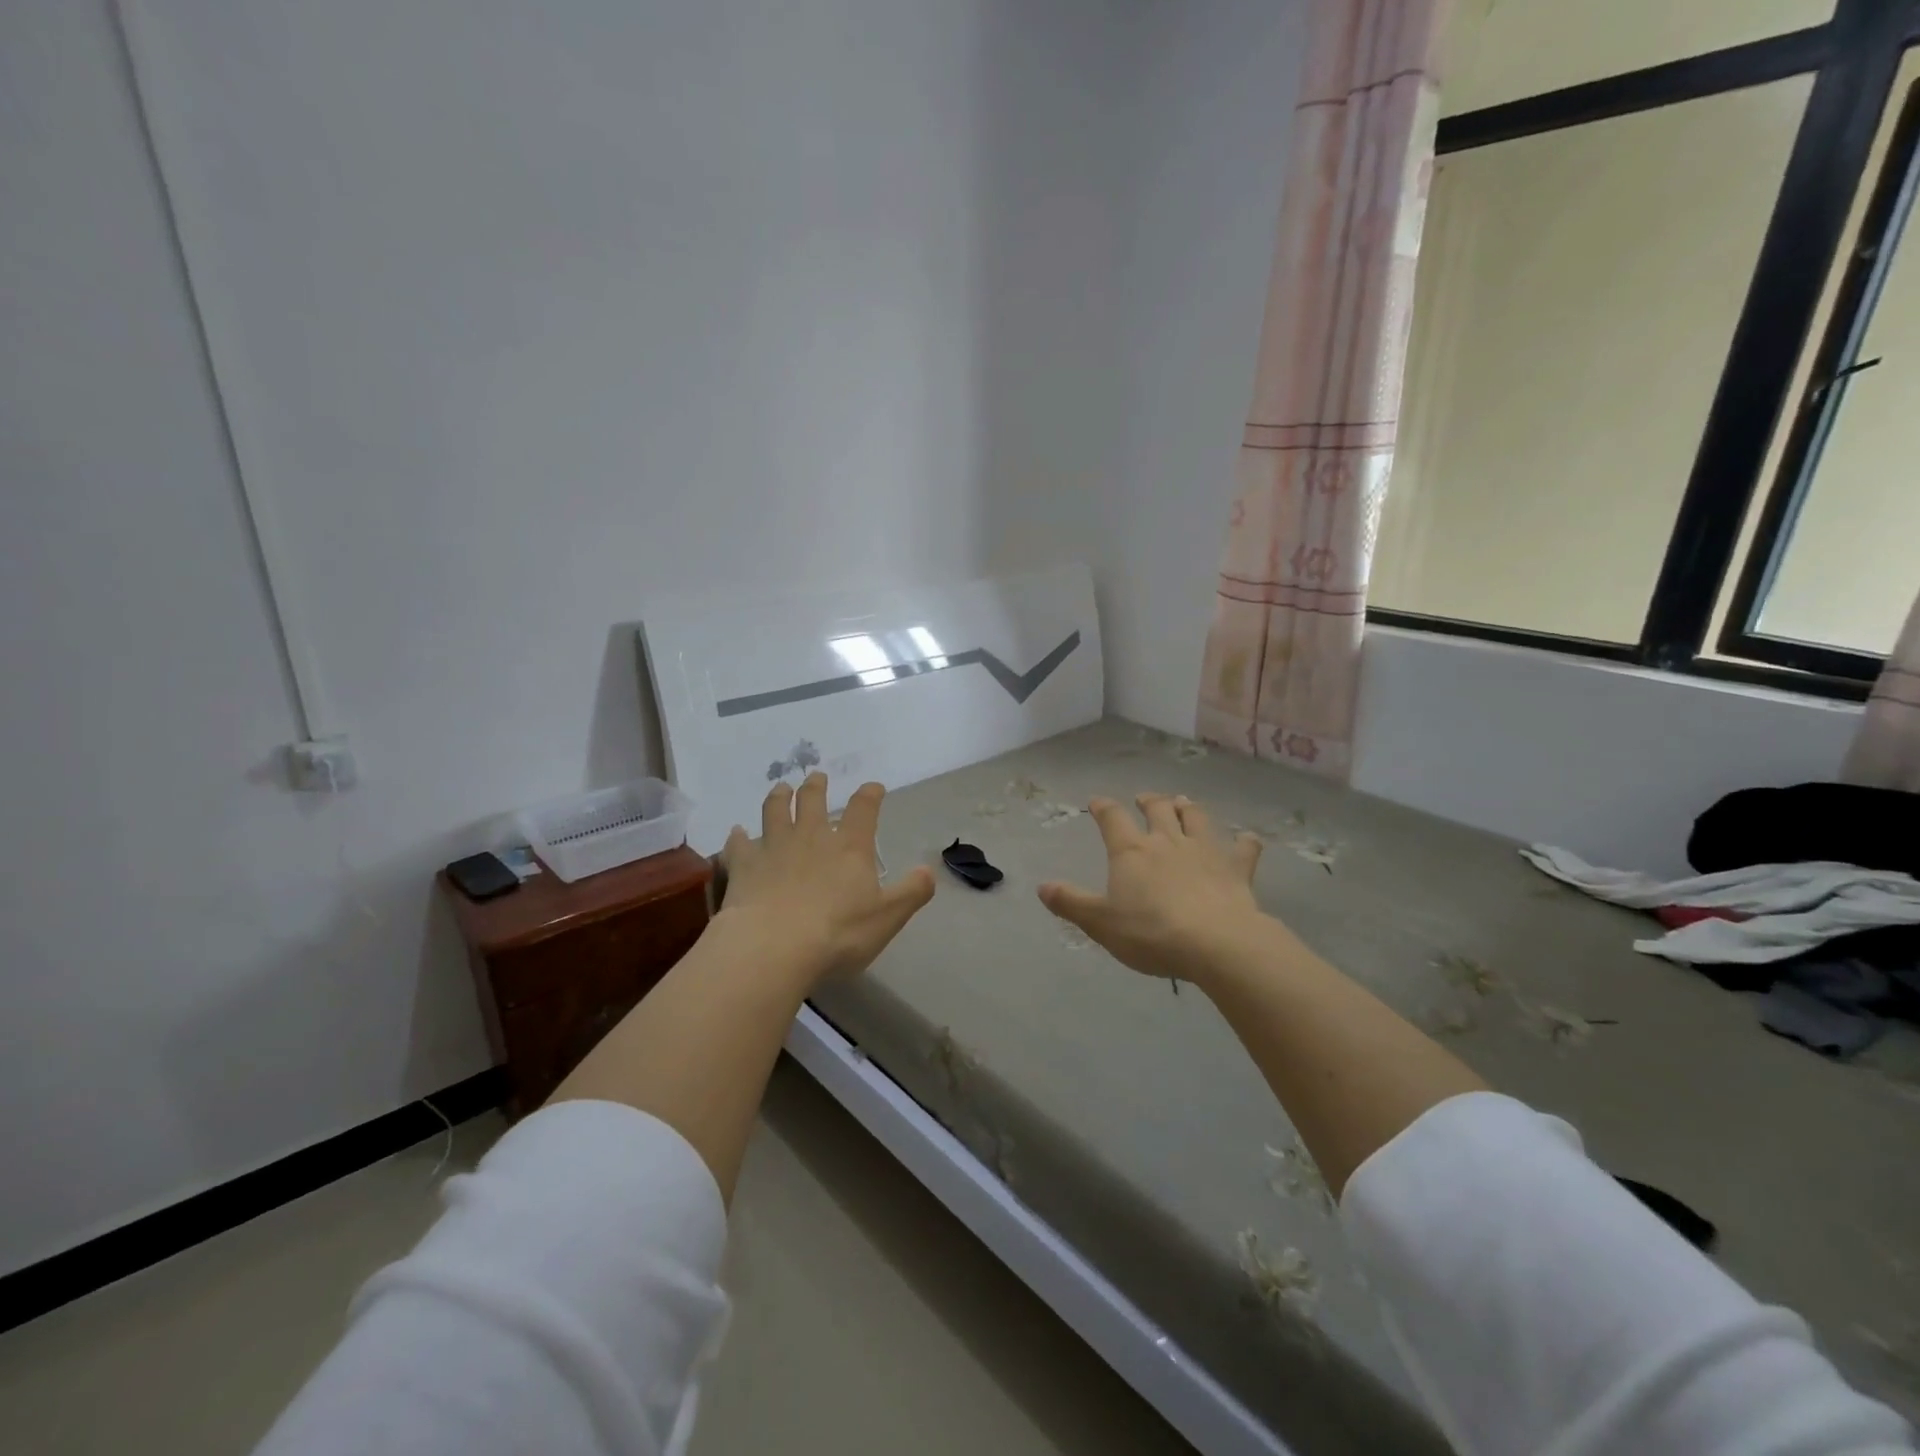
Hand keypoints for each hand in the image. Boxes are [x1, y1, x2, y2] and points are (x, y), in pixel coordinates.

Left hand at [719, 773, 934, 988]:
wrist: (773, 947)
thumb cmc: (837, 933)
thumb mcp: (887, 917)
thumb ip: (911, 892)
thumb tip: (928, 871)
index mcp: (849, 847)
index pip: (864, 809)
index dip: (870, 795)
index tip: (874, 787)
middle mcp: (811, 837)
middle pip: (813, 800)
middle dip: (817, 786)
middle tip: (817, 777)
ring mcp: (774, 848)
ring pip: (774, 811)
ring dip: (778, 797)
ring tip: (781, 788)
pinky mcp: (744, 865)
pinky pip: (739, 844)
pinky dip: (738, 837)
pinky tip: (735, 832)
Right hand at [1038, 793, 1267, 984]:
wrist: (1216, 943)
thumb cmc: (1151, 932)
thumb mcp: (1100, 923)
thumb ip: (1071, 902)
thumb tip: (1042, 886)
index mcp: (1131, 851)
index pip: (1112, 818)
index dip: (1103, 808)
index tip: (1097, 802)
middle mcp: (1167, 841)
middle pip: (1158, 809)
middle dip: (1149, 801)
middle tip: (1145, 798)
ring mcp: (1205, 851)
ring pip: (1196, 818)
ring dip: (1188, 808)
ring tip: (1183, 802)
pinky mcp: (1236, 868)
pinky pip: (1244, 848)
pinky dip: (1245, 842)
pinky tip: (1247, 839)